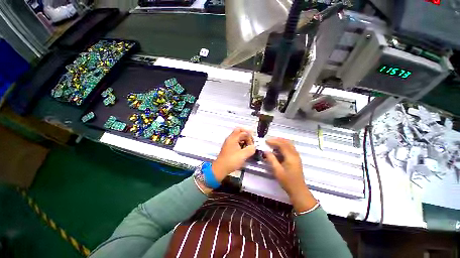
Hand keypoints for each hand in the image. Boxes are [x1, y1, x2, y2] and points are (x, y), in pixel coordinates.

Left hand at [212, 128, 255, 181]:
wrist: (221, 168)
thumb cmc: (231, 161)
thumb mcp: (243, 155)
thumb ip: (251, 149)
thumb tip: (254, 146)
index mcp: (233, 138)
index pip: (241, 130)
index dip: (248, 133)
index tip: (253, 139)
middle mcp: (230, 139)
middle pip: (240, 133)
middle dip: (247, 137)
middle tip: (252, 143)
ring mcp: (229, 143)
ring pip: (239, 138)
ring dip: (245, 141)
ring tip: (249, 148)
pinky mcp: (229, 148)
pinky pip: (237, 143)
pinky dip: (242, 144)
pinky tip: (245, 150)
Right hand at [264, 138, 316, 212]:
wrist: (298, 190)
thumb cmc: (287, 181)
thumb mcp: (277, 170)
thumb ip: (271, 159)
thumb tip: (266, 151)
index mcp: (291, 157)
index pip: (282, 145)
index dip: (274, 141)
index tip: (266, 141)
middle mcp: (295, 154)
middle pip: (287, 142)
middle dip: (277, 140)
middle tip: (269, 140)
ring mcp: (296, 156)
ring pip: (289, 145)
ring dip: (280, 142)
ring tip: (272, 143)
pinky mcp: (296, 159)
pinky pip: (290, 148)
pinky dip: (283, 146)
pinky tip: (277, 149)